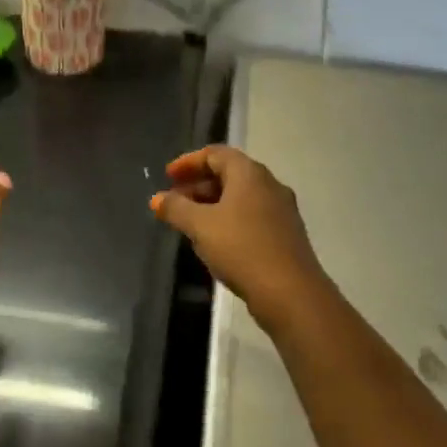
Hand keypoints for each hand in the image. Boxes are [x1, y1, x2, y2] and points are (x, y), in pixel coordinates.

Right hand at [150, 146, 330, 321]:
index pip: (216, 154)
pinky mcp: (285, 234)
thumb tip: (157, 199)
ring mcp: (281, 210)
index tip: (167, 176)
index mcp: (250, 174)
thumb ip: (176, 209)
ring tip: (190, 222)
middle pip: (229, 173)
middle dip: (198, 184)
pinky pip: (251, 216)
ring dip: (212, 204)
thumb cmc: (241, 248)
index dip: (188, 162)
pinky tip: (215, 241)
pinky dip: (229, 219)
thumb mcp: (200, 226)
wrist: (290, 292)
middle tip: (174, 201)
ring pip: (241, 197)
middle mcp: (269, 185)